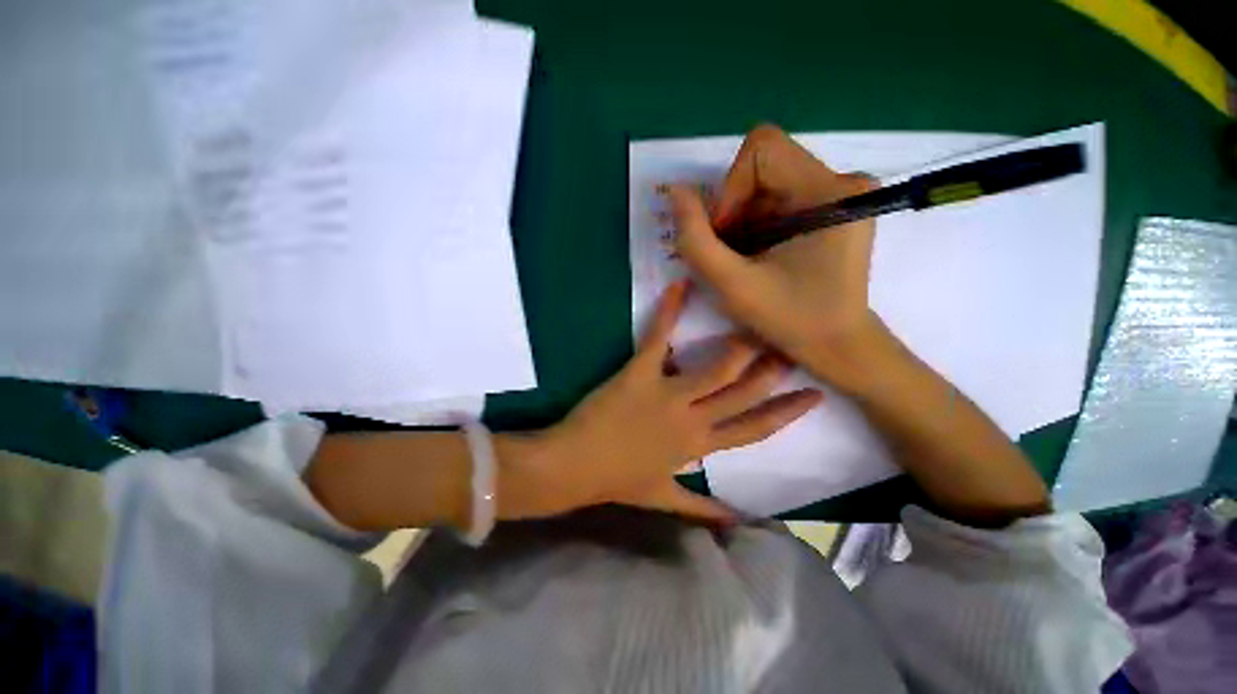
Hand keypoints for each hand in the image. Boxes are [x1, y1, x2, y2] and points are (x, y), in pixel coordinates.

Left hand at [505, 280, 821, 522]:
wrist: (574, 467)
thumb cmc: (617, 481)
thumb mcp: (663, 498)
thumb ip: (701, 510)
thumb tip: (735, 522)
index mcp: (699, 446)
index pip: (754, 429)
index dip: (787, 413)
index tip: (815, 394)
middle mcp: (692, 418)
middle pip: (744, 391)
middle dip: (773, 369)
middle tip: (792, 343)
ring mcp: (667, 393)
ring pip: (716, 367)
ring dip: (741, 345)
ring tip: (758, 321)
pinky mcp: (640, 373)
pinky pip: (658, 338)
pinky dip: (668, 311)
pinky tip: (681, 286)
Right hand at [669, 124, 886, 392]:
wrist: (838, 345)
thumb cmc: (789, 319)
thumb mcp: (732, 284)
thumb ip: (696, 239)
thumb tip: (676, 191)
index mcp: (828, 192)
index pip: (762, 149)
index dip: (730, 189)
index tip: (726, 235)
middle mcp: (843, 181)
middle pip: (764, 168)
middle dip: (735, 210)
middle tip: (732, 253)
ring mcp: (843, 194)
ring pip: (769, 185)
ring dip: (745, 222)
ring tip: (747, 260)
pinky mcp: (837, 209)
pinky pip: (782, 198)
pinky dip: (760, 225)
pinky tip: (762, 256)